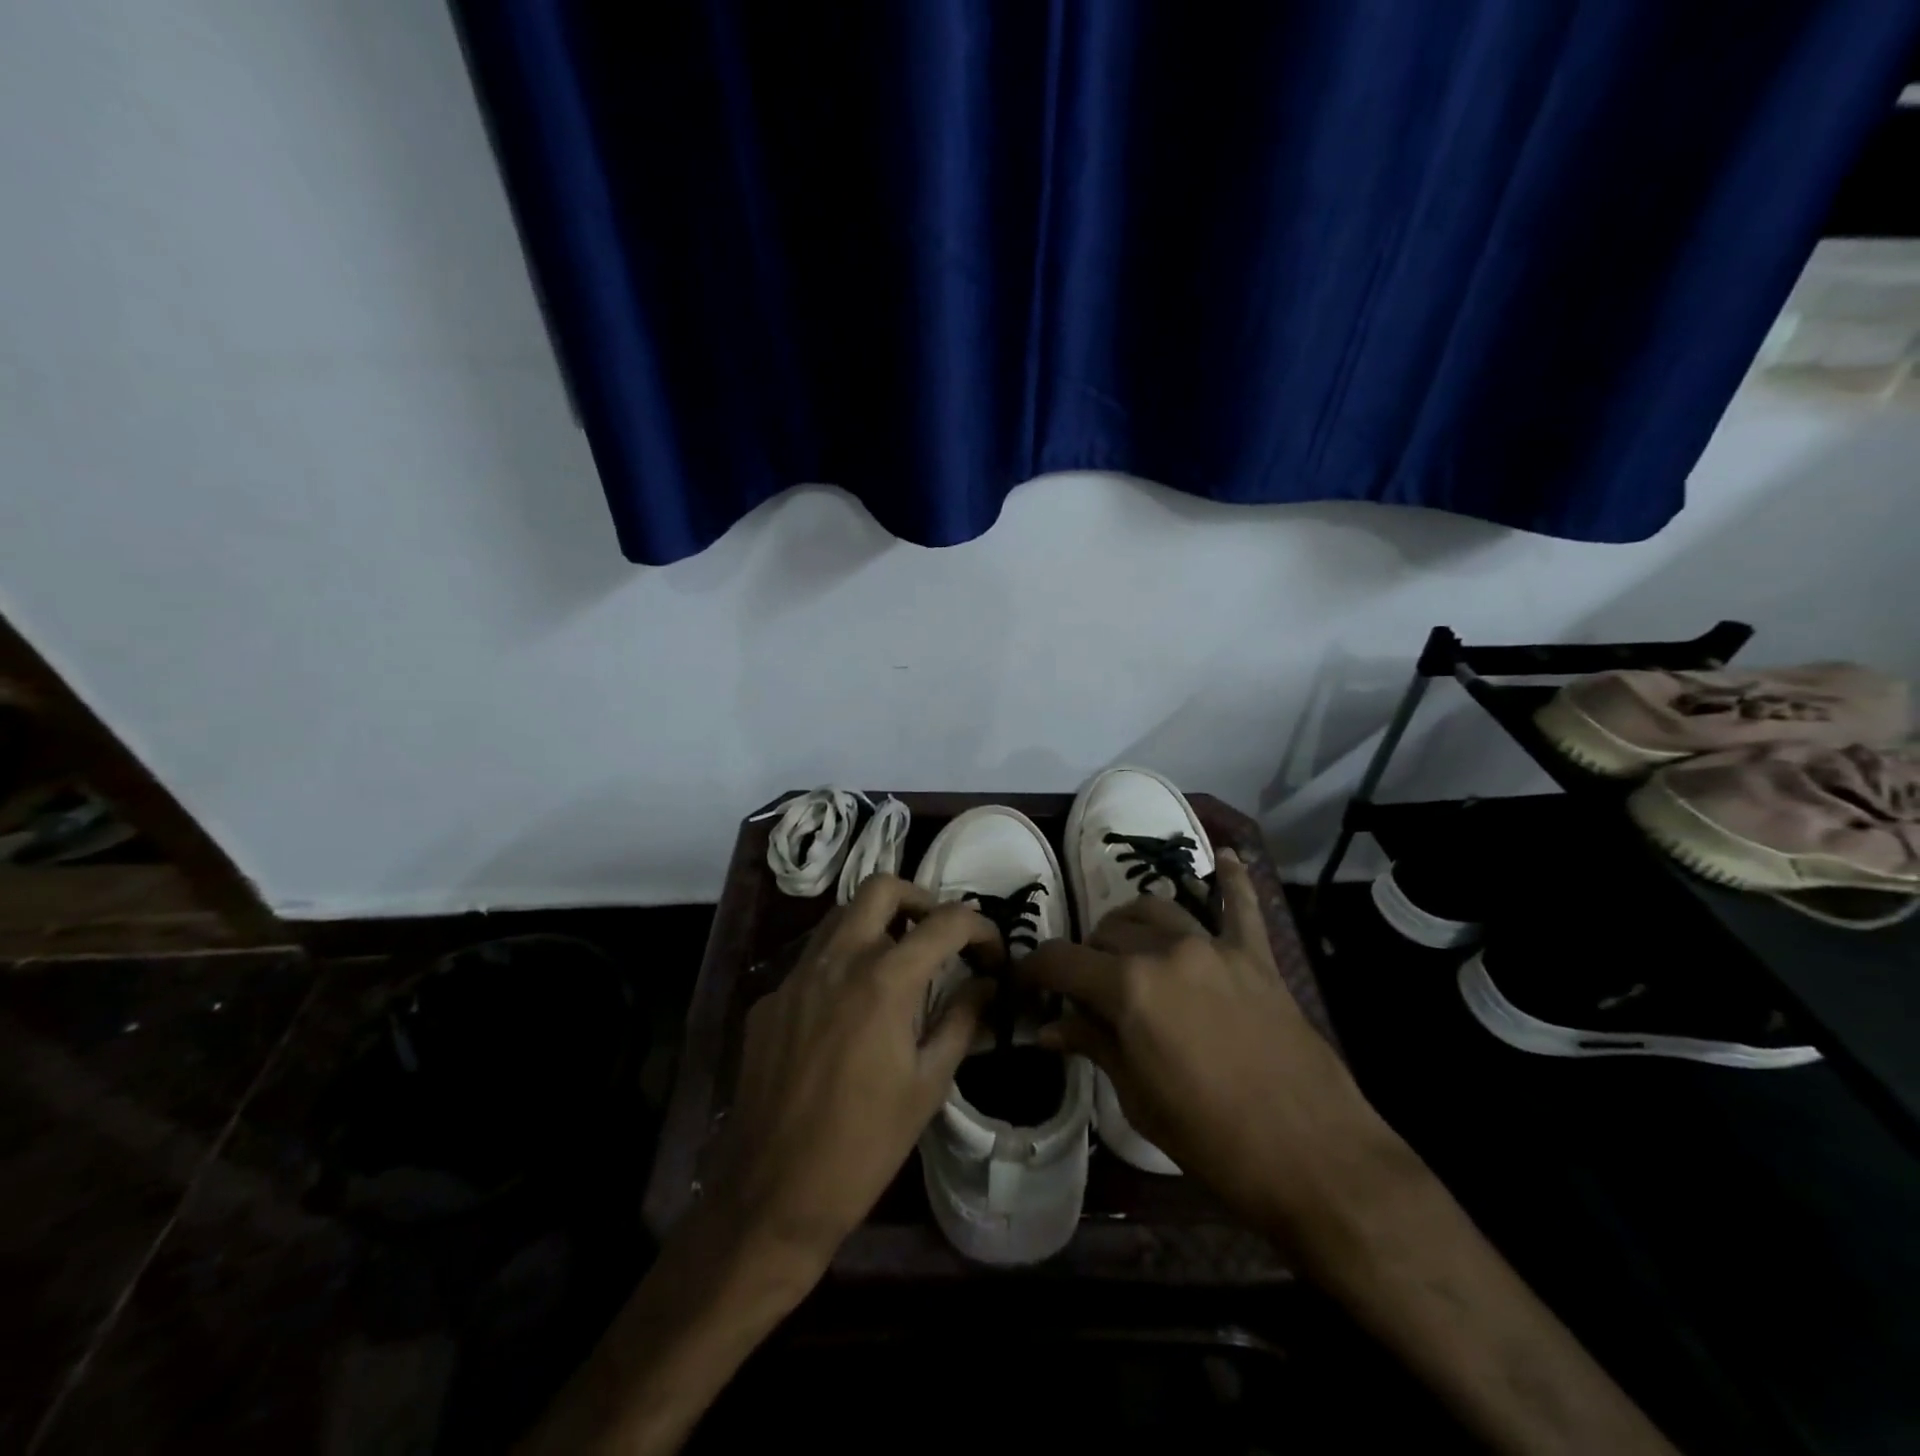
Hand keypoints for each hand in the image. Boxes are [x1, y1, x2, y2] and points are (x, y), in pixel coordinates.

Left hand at [703, 874, 999, 1268]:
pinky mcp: (768, 1000)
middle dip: (921, 899)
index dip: (980, 928)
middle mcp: (837, 960)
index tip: (992, 952)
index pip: (945, 922)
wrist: (772, 1196)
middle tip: (939, 935)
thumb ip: (961, 1020)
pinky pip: (812, 960)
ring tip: (899, 963)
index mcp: (884, 980)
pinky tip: (849, 1011)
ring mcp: (795, 977)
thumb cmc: (865, 1146)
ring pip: (840, 916)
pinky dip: (842, 964)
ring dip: (877, 923)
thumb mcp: (928, 1084)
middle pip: (881, 888)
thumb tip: (986, 984)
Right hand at [1021, 850, 1381, 1227]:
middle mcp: (1167, 952)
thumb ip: (1094, 1045)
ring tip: (1127, 947)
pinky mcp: (1257, 957)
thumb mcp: (1139, 1098)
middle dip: (1086, 956)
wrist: (1314, 1155)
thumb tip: (1048, 1028)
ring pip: (1157, 910)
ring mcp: (1215, 947)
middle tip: (1083, 988)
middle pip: (1108, 932)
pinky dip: (1232, 880)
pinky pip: (1242, 906)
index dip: (1034, 969)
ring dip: (1132, 924)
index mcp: (1129, 989)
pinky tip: (1226, 858)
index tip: (1023, 981)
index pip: (1063, 961)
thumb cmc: (1213, 1139)